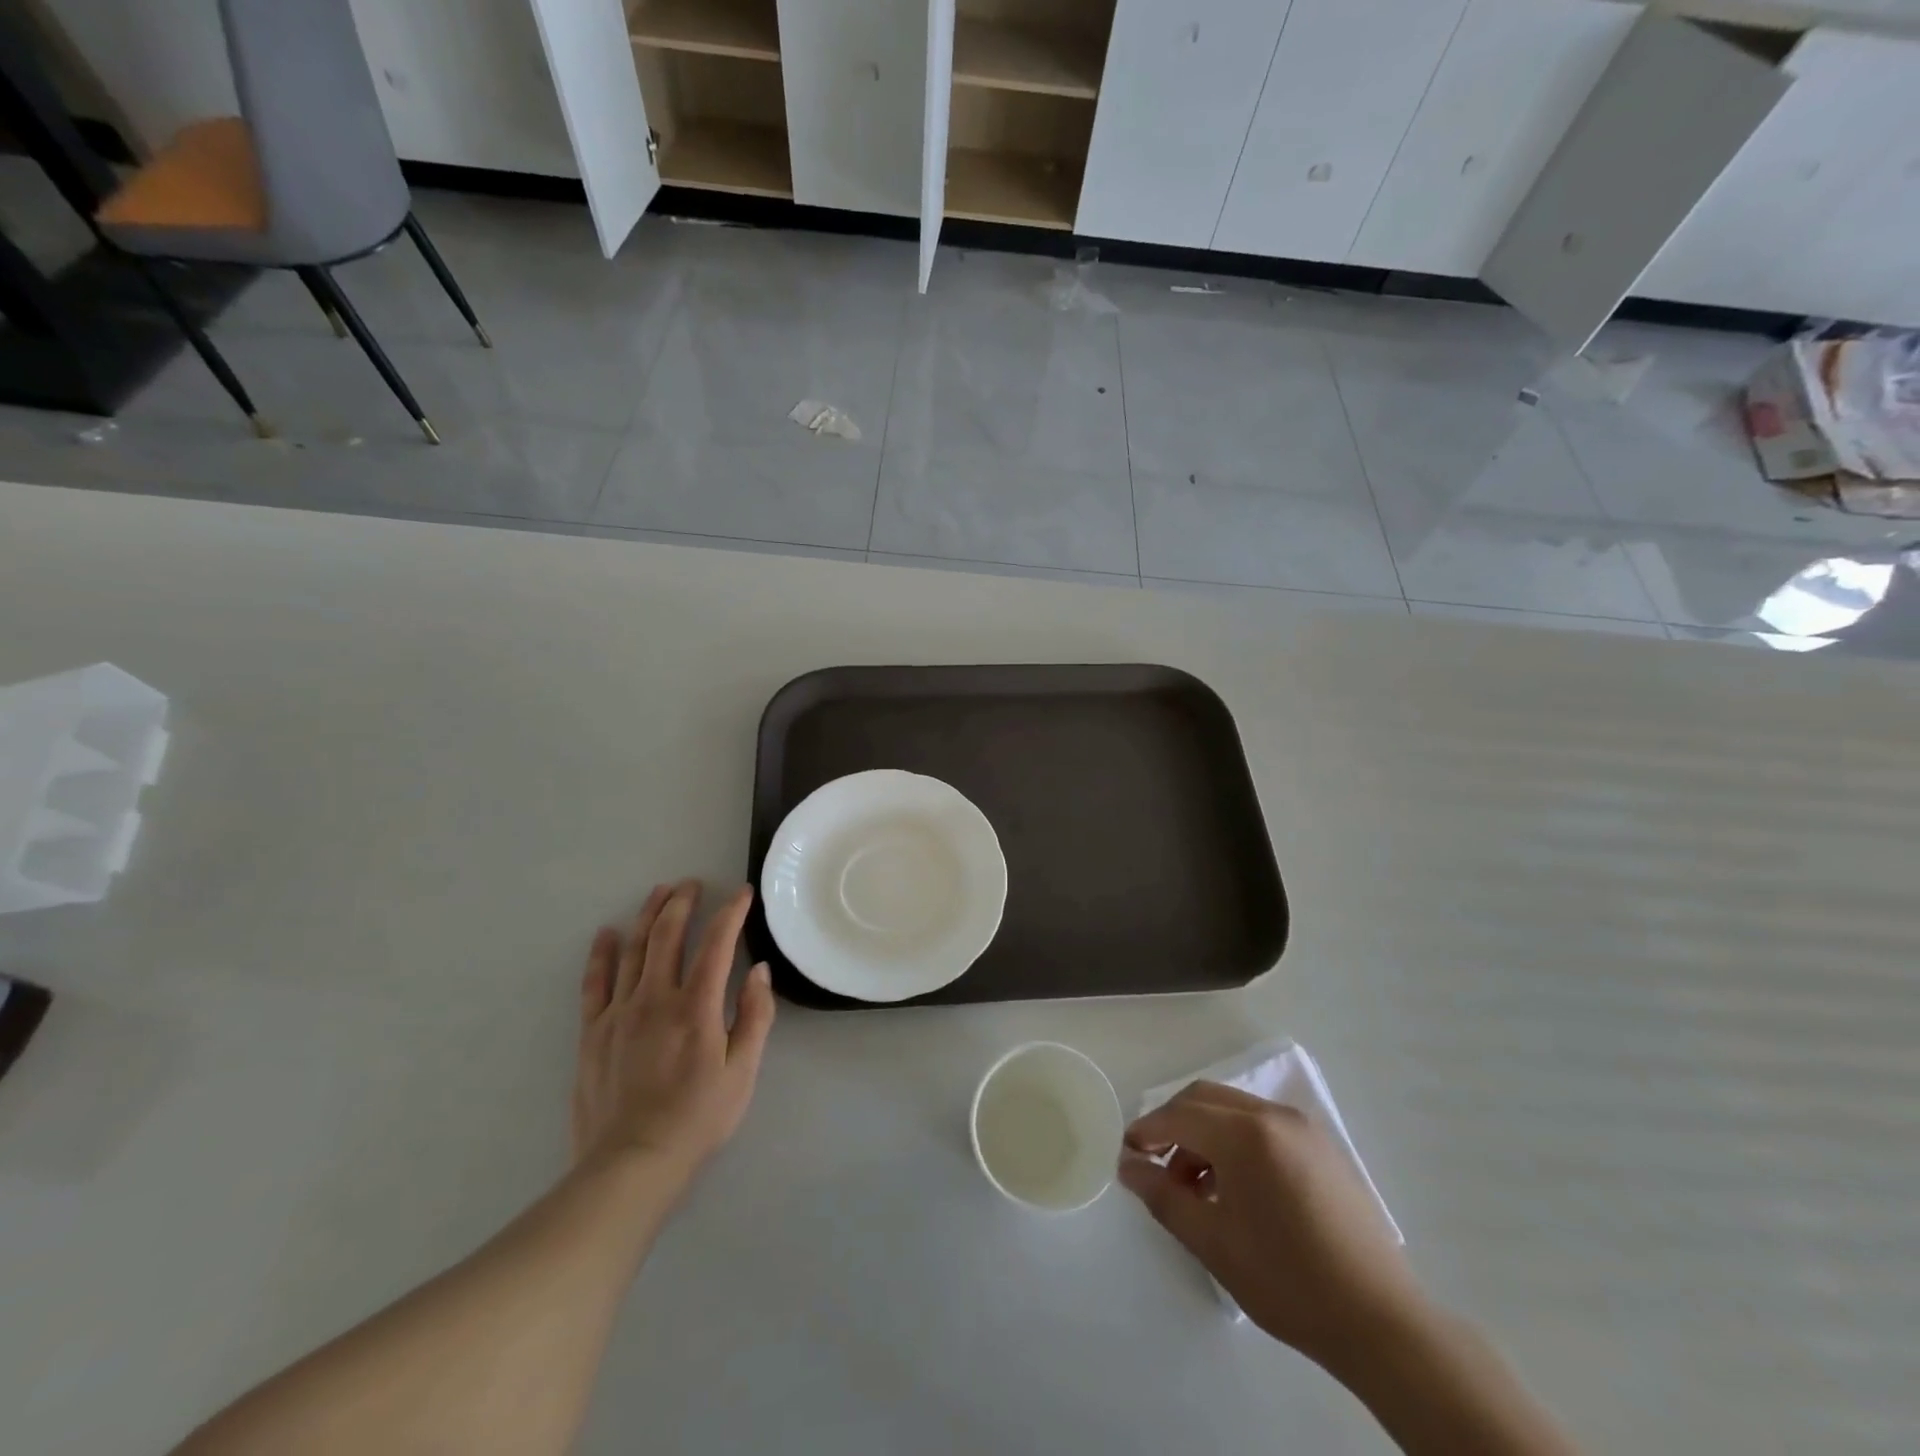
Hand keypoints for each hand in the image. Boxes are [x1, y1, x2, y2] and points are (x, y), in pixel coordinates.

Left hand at [571, 880, 775, 1191]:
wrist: (631, 1164)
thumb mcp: (743, 1072)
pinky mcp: (593, 1032)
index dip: (731, 913)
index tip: (741, 893)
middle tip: (693, 884)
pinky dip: (602, 954)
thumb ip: (755, 1016)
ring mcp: (619, 1013)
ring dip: (648, 915)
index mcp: (696, 1007)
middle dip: (683, 902)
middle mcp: (655, 998)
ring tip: (659, 892)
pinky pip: (595, 983)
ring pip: (634, 950)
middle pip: (668, 935)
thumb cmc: (698, 1118)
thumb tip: (759, 970)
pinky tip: (607, 933)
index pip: (717, 943)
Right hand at [1119, 1081, 1424, 1376]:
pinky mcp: (1322, 1147)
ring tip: (1196, 1187)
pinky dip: (1236, 1140)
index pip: (1179, 1115)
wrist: (1380, 1322)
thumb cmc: (1287, 1281)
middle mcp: (1273, 1115)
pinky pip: (1263, 1125)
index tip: (1126, 1155)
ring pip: (1234, 1109)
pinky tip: (1236, 1187)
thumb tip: (1129, 1167)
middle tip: (1155, 1164)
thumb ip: (1164, 1196)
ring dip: (1204, 1133)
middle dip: (1173, 1124)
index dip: (1146, 1131)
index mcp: (1245, 1134)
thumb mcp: (1213, 1242)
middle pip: (1205, 1098)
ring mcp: (1302, 1128)